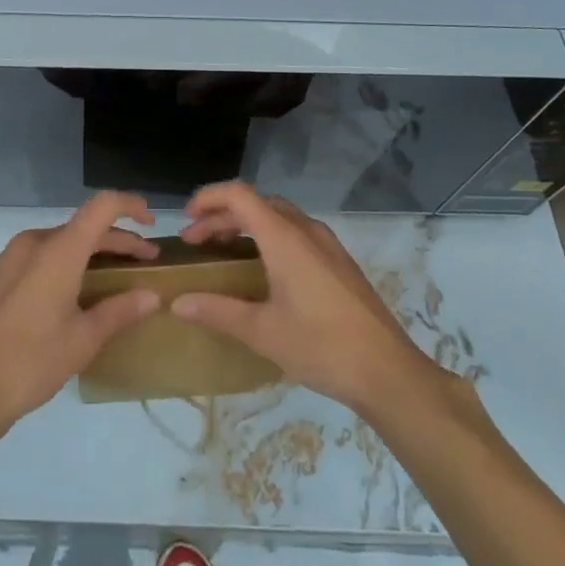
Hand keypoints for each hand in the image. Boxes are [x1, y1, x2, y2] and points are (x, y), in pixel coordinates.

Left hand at [0, 192, 162, 436]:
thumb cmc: (30, 362)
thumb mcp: (83, 340)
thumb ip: (120, 311)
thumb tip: (152, 296)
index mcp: (59, 249)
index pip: (102, 206)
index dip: (130, 206)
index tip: (152, 223)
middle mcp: (36, 241)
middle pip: (86, 227)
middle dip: (120, 241)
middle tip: (147, 263)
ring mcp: (14, 255)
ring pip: (65, 241)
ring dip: (94, 252)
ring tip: (117, 278)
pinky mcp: (2, 273)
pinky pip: (45, 254)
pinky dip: (70, 261)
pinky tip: (80, 290)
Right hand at [172, 181, 436, 413]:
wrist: (387, 371)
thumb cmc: (321, 346)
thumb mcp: (262, 332)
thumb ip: (218, 312)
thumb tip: (177, 303)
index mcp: (284, 236)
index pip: (239, 195)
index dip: (209, 198)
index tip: (186, 219)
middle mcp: (305, 229)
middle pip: (257, 204)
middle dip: (223, 216)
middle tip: (197, 241)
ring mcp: (326, 243)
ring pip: (278, 216)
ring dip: (247, 225)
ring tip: (225, 250)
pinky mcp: (339, 260)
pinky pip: (295, 231)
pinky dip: (269, 236)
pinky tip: (264, 268)